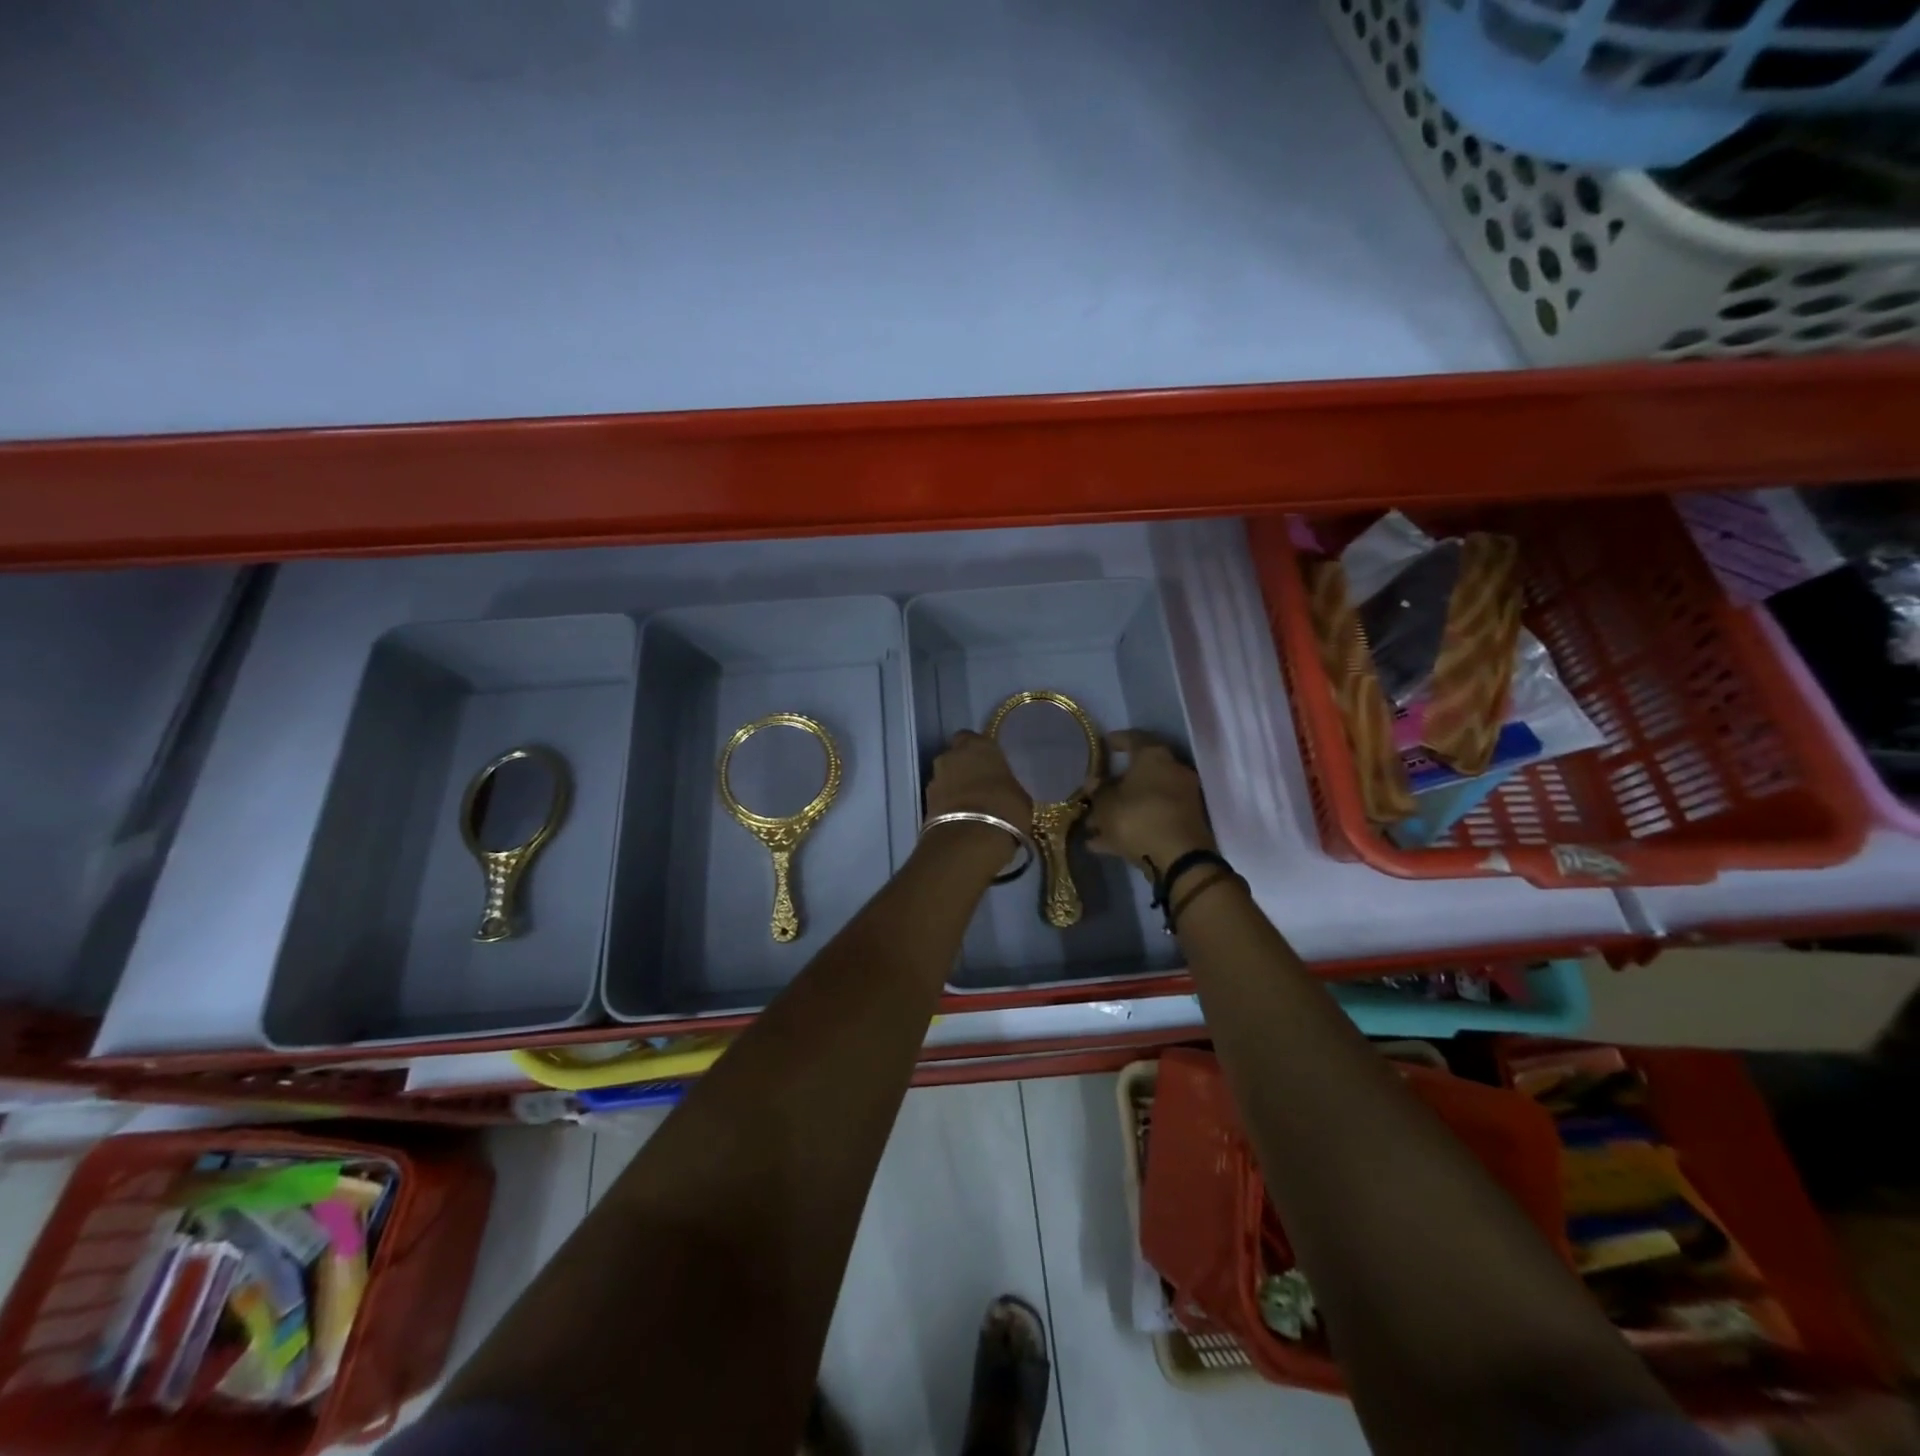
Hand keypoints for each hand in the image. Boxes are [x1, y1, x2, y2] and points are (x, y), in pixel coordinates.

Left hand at [924, 731, 1032, 834]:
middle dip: (963, 767)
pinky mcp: (924, 801)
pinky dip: (946, 804)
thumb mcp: (1020, 796)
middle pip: (954, 756)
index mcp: (979, 745)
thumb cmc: (1005, 809)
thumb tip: (1003, 791)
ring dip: (953, 786)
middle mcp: (952, 755)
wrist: (970, 839)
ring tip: (969, 806)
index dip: (978, 752)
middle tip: (978, 785)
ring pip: (944, 776)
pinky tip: (959, 818)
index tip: (989, 765)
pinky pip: (939, 797)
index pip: (972, 738)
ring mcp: (935, 777)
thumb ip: (1007, 786)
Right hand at [1086, 731, 1216, 873]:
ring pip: (1144, 800)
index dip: (1115, 741)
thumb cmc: (1137, 818)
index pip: (1133, 738)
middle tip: (1093, 797)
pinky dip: (1131, 828)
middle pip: (1138, 774)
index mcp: (1154, 756)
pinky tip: (1104, 845)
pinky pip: (1152, 819)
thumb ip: (1097, 791)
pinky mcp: (1184, 824)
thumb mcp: (1105, 804)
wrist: (1179, 858)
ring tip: (1092, 827)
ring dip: (1120, 811)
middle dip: (1113, 787)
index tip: (1102, 745)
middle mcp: (1173, 771)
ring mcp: (1182, 799)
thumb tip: (1094, 783)